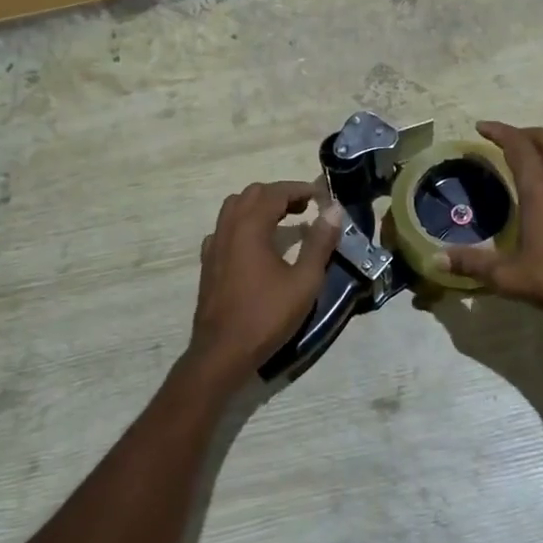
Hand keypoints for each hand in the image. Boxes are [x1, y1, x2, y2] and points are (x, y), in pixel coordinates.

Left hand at [190, 181, 340, 381]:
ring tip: (284, 221)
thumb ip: (320, 243)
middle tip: (306, 208)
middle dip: (280, 194)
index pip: (275, 192)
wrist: (222, 353)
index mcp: (250, 227)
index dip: (300, 189)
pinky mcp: (208, 262)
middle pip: (253, 194)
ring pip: (235, 208)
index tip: (321, 196)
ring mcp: (214, 245)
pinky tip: (256, 244)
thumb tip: (334, 210)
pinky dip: (243, 224)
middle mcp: (228, 228)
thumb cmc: (266, 316)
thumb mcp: (304, 281)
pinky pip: (225, 228)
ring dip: (260, 206)